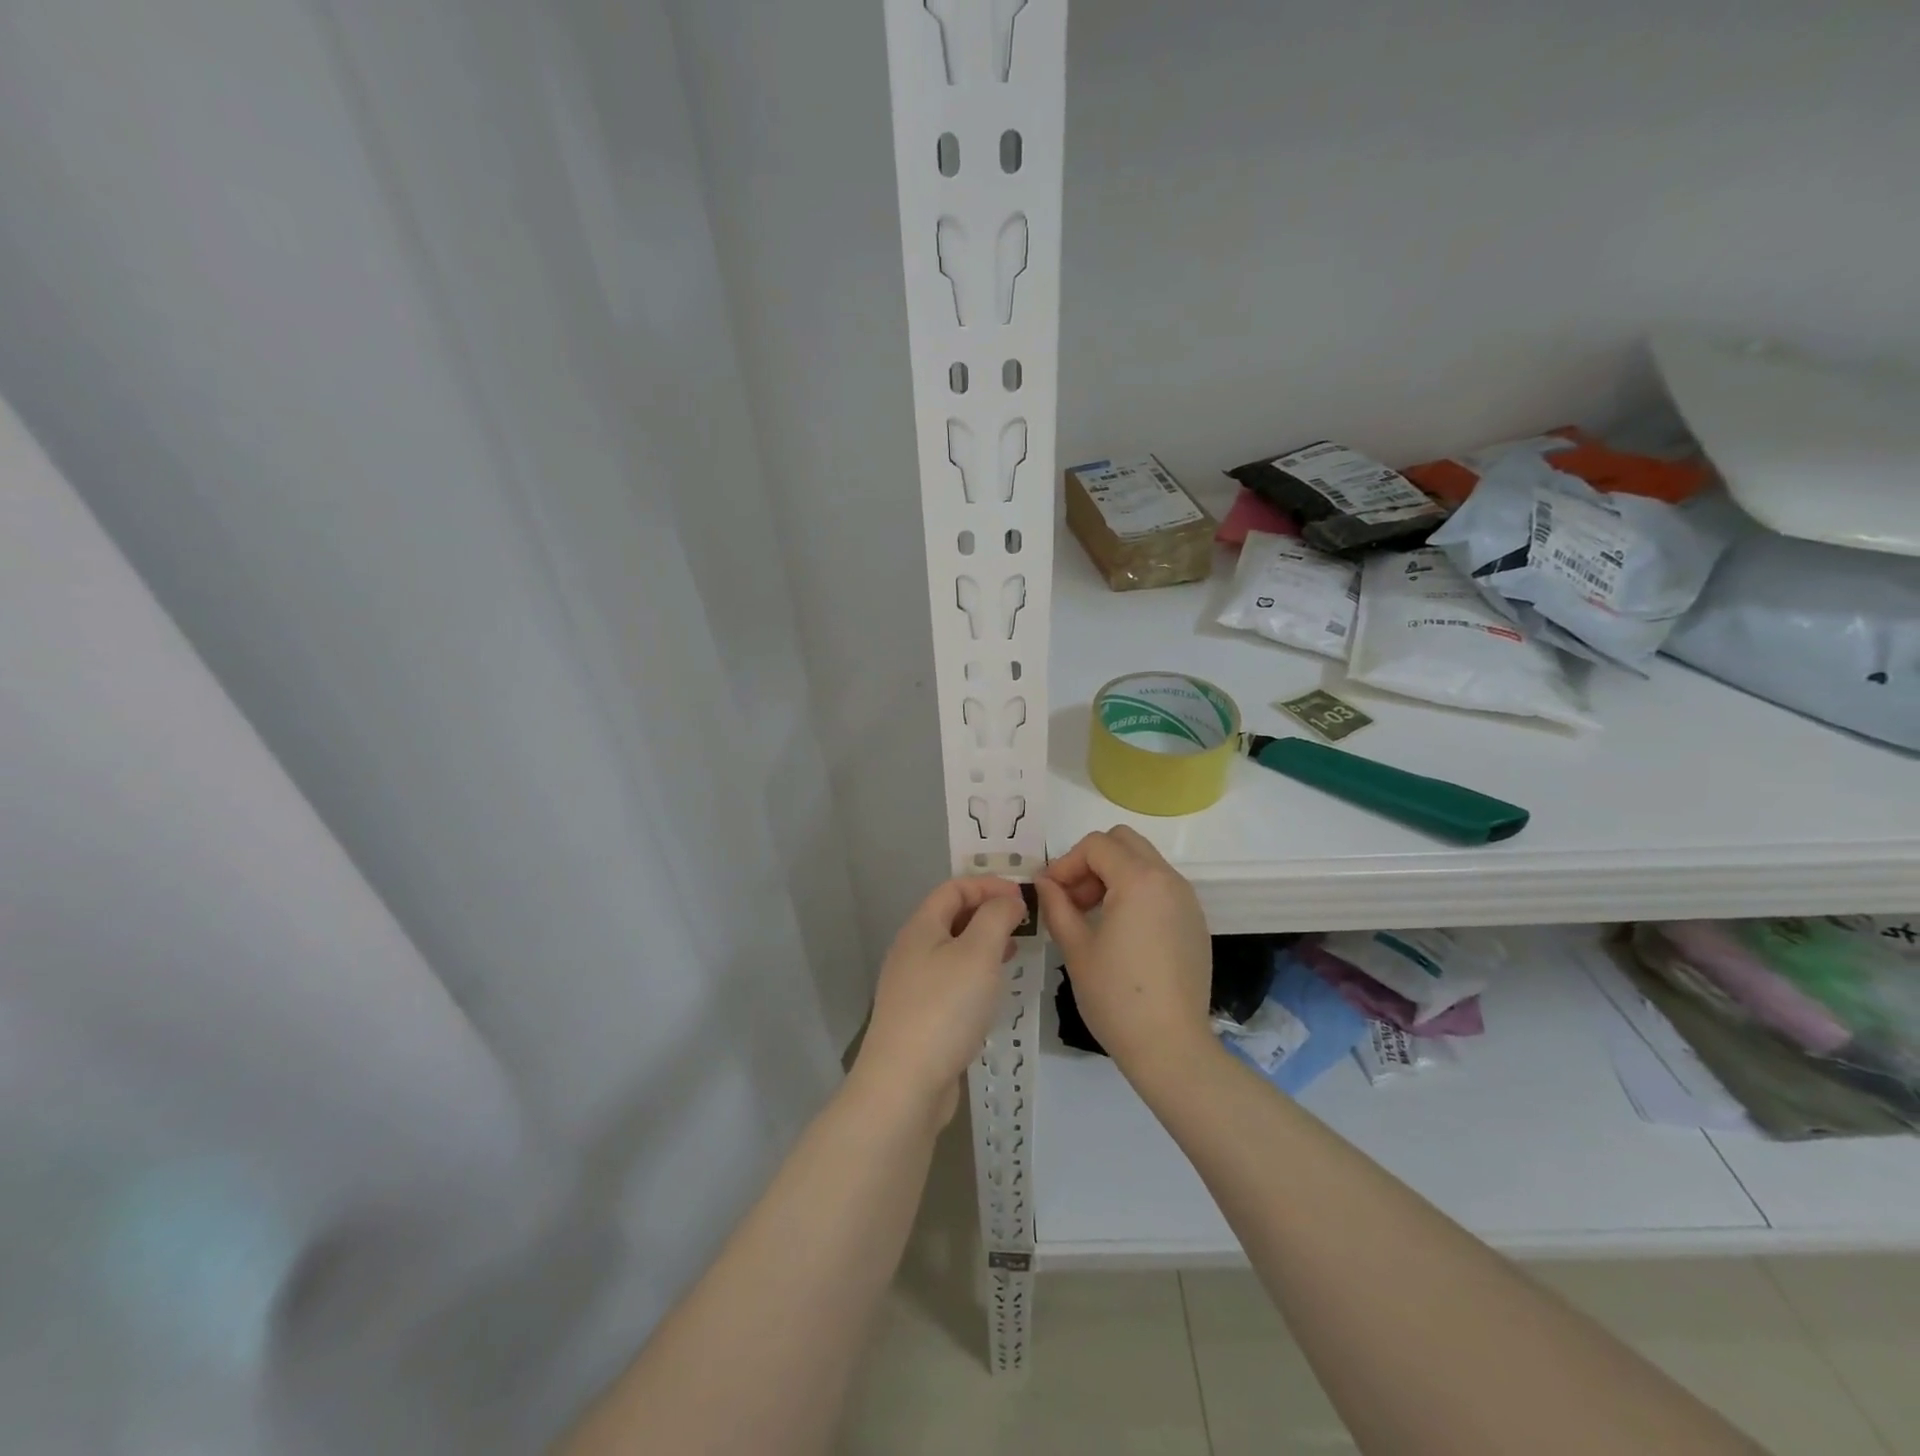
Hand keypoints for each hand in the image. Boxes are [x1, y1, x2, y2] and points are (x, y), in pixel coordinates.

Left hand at [852, 876, 1027, 1124]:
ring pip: (952, 951)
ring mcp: (911, 986)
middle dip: (988, 913)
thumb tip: (1009, 899)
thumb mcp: (978, 953)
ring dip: (984, 945)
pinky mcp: (919, 1017)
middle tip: (1024, 924)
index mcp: (920, 928)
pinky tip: (993, 992)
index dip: (989, 885)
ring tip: (1015, 952)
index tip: (1024, 897)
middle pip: (951, 917)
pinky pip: (951, 981)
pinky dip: (975, 975)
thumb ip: (996, 917)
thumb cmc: (944, 1008)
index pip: (954, 888)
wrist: (904, 1084)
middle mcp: (911, 951)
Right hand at [1035, 827, 1213, 1075]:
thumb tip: (1044, 881)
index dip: (1066, 863)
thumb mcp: (1076, 948)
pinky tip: (1120, 932)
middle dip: (1092, 861)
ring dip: (1114, 875)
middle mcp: (1169, 880)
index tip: (1050, 892)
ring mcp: (1187, 900)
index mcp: (1139, 880)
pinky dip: (1136, 892)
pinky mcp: (1195, 922)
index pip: (1096, 845)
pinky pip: (1161, 888)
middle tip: (1073, 897)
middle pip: (1124, 842)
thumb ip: (1057, 905)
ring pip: (1145, 862)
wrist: (1171, 1047)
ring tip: (1091, 915)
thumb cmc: (1116, 996)